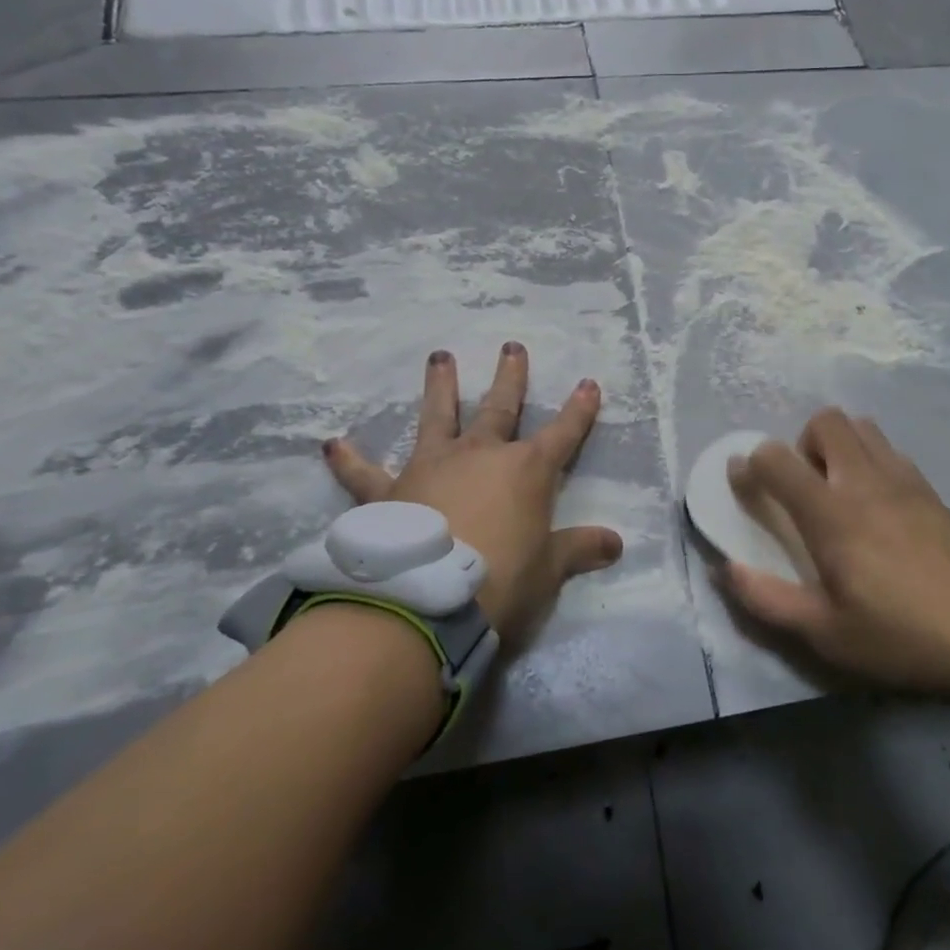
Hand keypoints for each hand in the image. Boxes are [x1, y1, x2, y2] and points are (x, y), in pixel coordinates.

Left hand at [323, 342, 622, 638]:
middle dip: (510, 377)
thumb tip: (616, 543)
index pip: (563, 433)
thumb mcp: (548, 570)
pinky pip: (365, 474)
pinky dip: (350, 460)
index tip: (588, 384)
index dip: (579, 410)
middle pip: (500, 408)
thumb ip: (579, 550)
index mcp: (526, 471)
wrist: (426, 602)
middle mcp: (480, 456)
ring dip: (439, 387)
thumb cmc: (500, 581)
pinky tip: (333, 444)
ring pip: (437, 417)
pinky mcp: (389, 493)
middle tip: (512, 347)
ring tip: (439, 357)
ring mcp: (432, 467)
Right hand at [720, 408, 949, 702]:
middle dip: (802, 443)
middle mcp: (865, 481)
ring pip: (862, 426)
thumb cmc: (898, 638)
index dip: (750, 464)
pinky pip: (891, 450)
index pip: (776, 459)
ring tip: (841, 492)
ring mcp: (904, 480)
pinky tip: (879, 505)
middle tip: (805, 489)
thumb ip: (766, 598)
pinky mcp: (932, 490)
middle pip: (825, 421)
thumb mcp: (824, 633)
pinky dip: (871, 459)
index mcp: (831, 514)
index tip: (743, 482)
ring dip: (839, 446)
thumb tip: (724, 568)